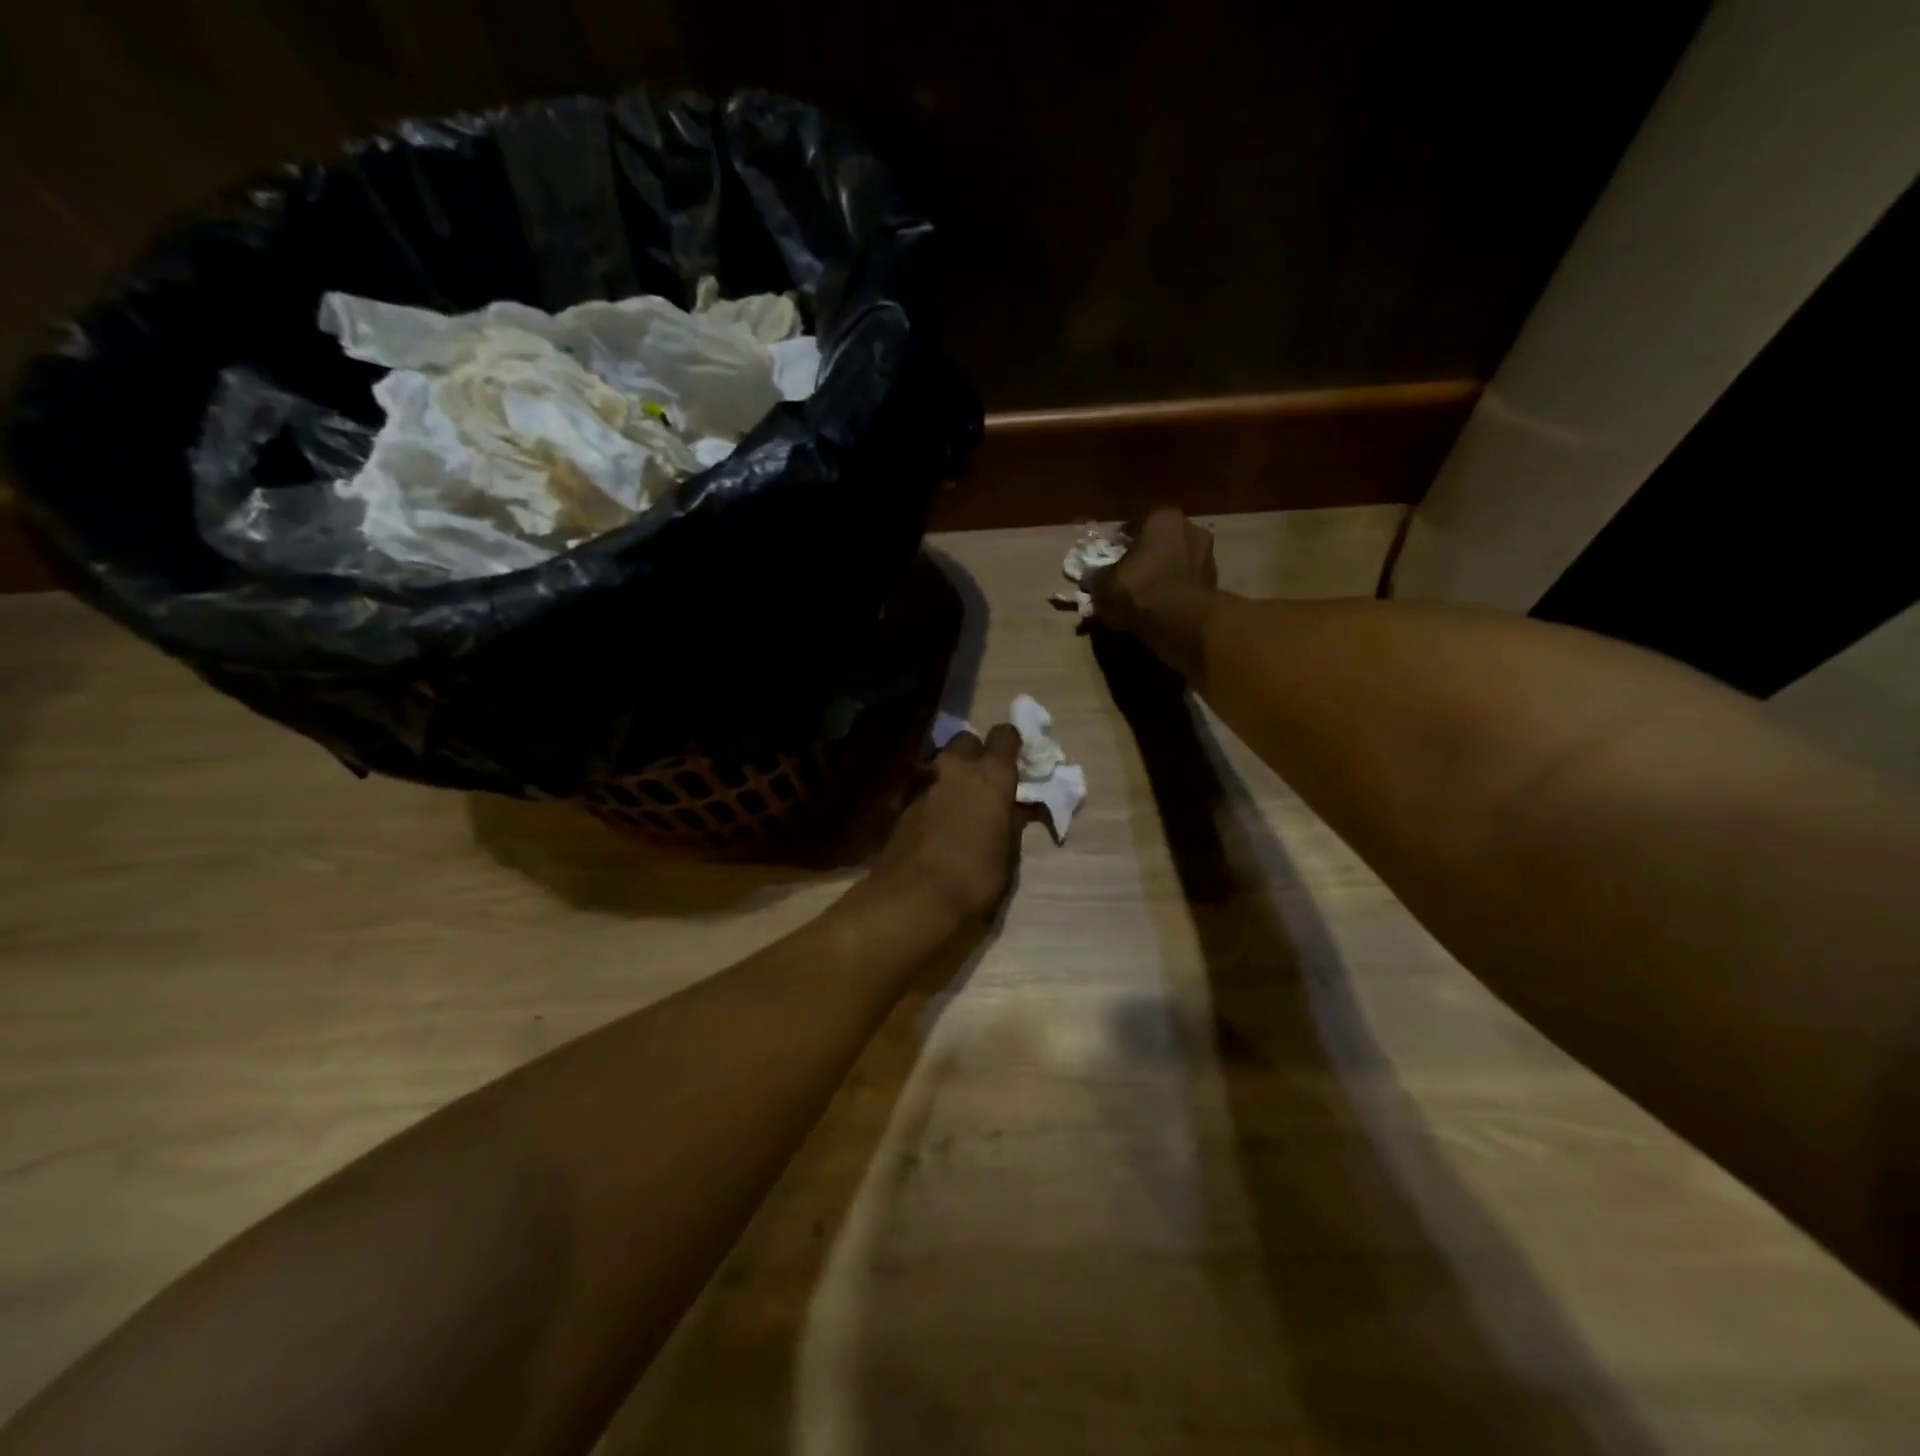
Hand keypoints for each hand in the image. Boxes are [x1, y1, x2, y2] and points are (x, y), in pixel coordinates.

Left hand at [868, 725, 1023, 924]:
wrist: (912, 897)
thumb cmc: (975, 879)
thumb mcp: (1007, 854)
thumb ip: (1011, 822)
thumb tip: (1014, 808)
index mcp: (991, 776)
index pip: (1004, 735)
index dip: (1010, 745)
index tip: (1014, 762)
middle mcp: (957, 769)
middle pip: (966, 741)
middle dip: (974, 754)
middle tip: (982, 781)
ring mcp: (924, 783)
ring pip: (940, 762)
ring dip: (950, 774)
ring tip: (957, 801)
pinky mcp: (902, 803)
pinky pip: (923, 787)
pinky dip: (932, 795)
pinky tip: (935, 821)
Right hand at [1089, 507, 1217, 680]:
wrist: (1182, 622)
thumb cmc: (1140, 590)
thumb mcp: (1104, 584)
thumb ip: (1097, 577)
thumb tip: (1092, 577)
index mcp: (1163, 518)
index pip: (1137, 523)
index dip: (1121, 540)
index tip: (1111, 556)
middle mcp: (1190, 528)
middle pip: (1162, 540)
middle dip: (1147, 555)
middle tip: (1129, 574)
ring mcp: (1208, 556)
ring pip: (1177, 562)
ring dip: (1164, 574)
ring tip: (1146, 595)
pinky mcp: (1215, 583)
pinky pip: (1187, 583)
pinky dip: (1176, 592)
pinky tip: (1161, 608)